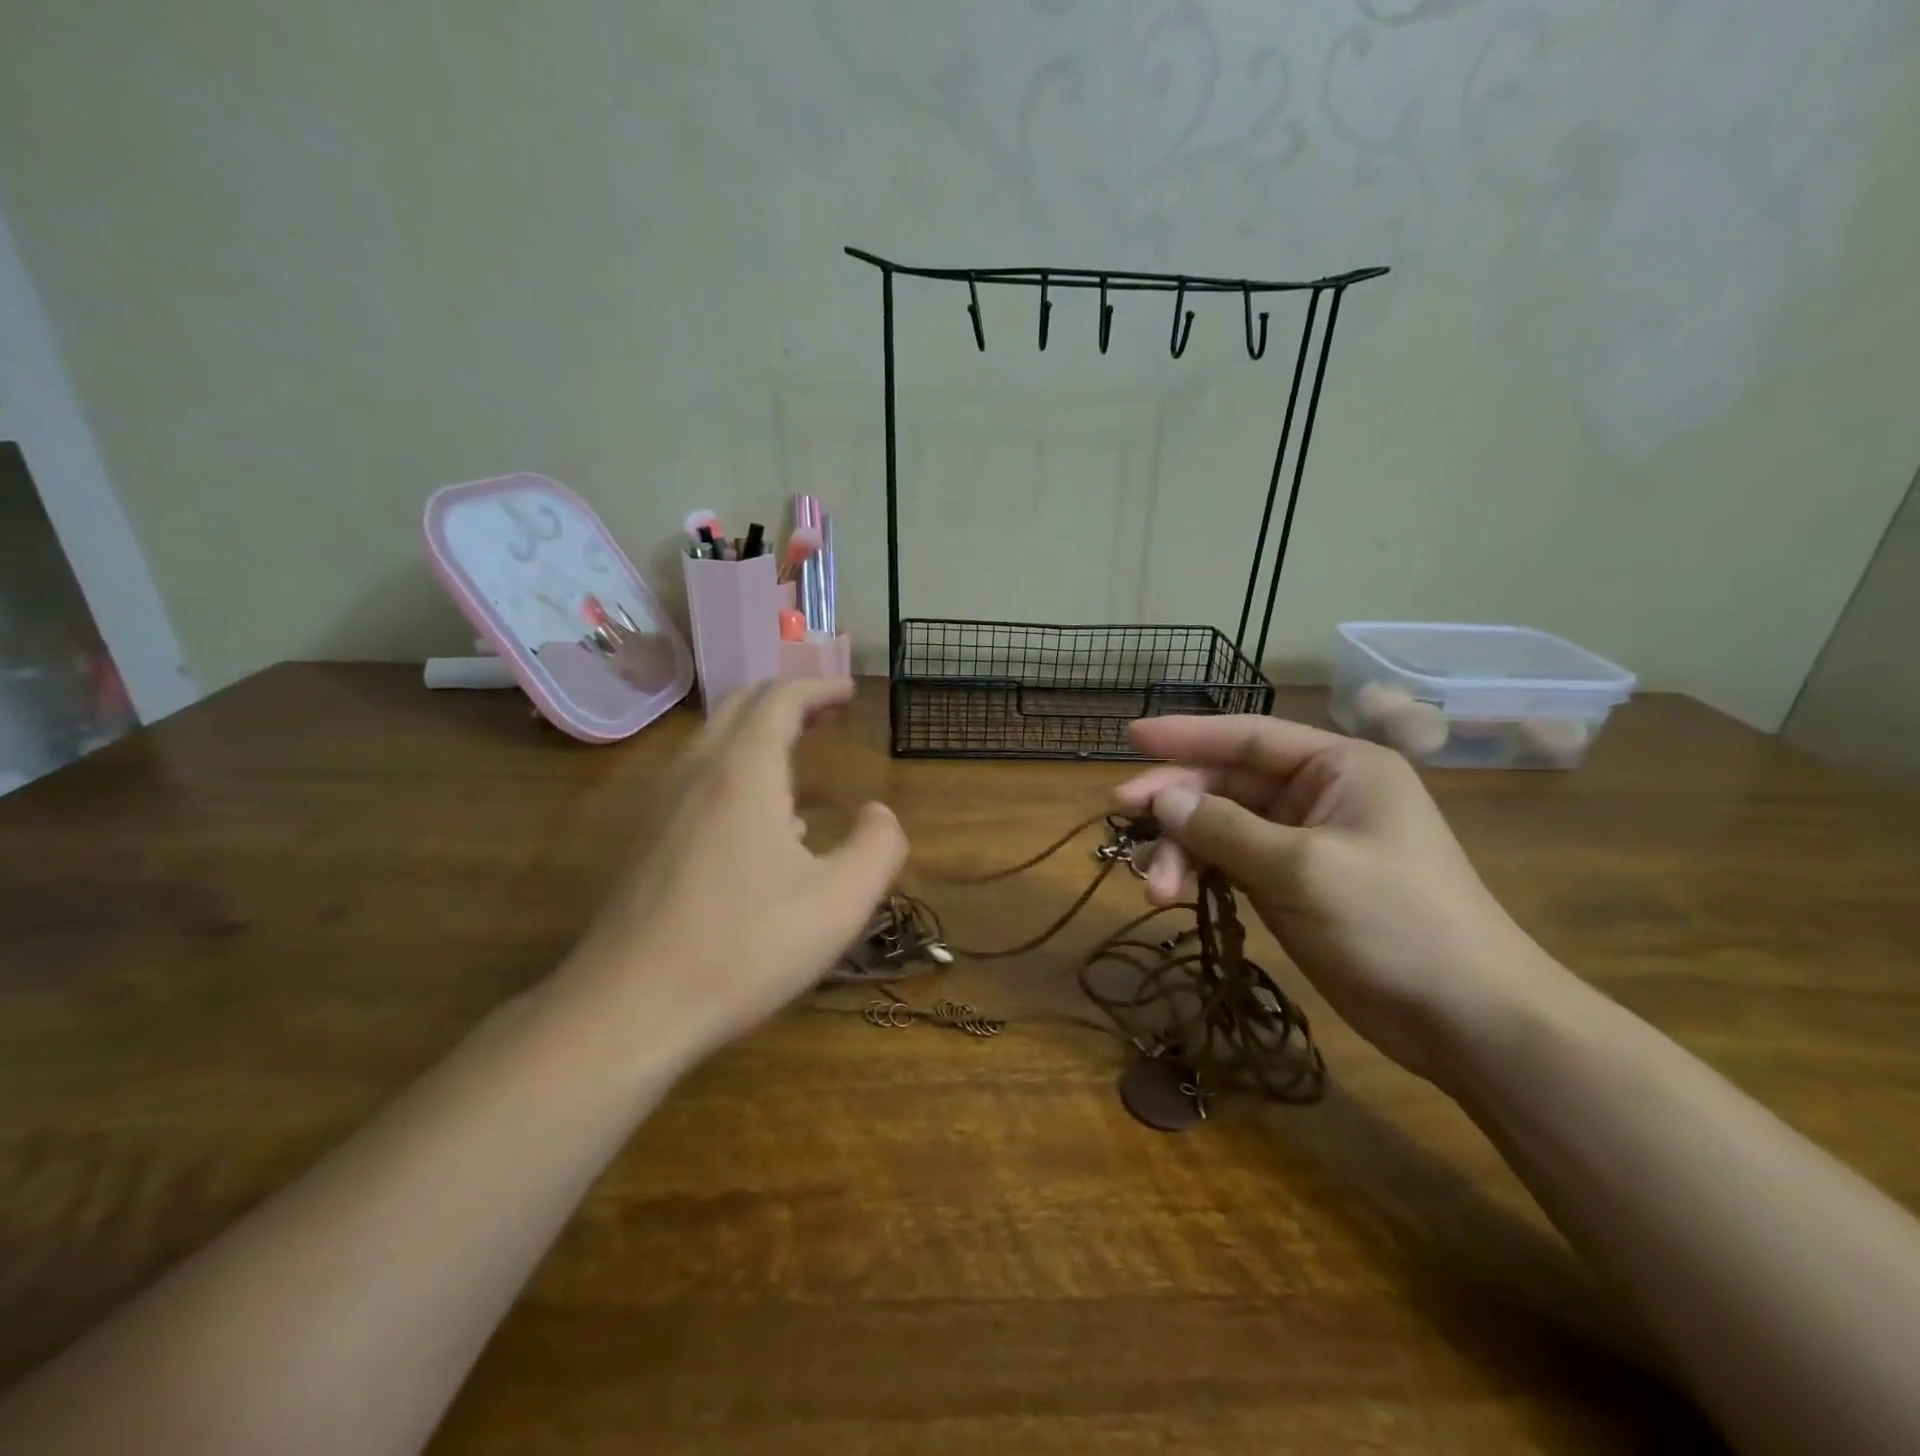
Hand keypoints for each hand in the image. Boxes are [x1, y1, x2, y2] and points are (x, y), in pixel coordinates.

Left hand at [559, 678, 907, 1065]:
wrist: (628, 1009)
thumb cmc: (744, 948)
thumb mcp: (840, 903)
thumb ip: (878, 847)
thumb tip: (879, 813)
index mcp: (743, 773)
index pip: (780, 699)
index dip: (818, 687)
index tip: (849, 692)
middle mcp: (696, 774)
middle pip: (739, 707)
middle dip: (786, 699)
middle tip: (826, 712)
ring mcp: (661, 807)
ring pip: (711, 743)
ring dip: (757, 735)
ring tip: (798, 760)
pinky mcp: (645, 842)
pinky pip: (696, 781)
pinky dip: (735, 771)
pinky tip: (761, 825)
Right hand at [1115, 715, 1557, 1082]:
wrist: (1468, 1019)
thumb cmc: (1394, 923)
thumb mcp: (1301, 868)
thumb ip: (1225, 829)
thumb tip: (1163, 800)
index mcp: (1338, 767)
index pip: (1248, 738)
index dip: (1186, 735)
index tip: (1131, 736)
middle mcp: (1320, 794)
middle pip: (1228, 784)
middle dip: (1177, 804)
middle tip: (1122, 818)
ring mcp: (1305, 842)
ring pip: (1223, 827)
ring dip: (1183, 849)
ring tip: (1155, 888)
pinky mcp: (1295, 884)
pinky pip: (1232, 862)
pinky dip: (1201, 873)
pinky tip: (1174, 894)